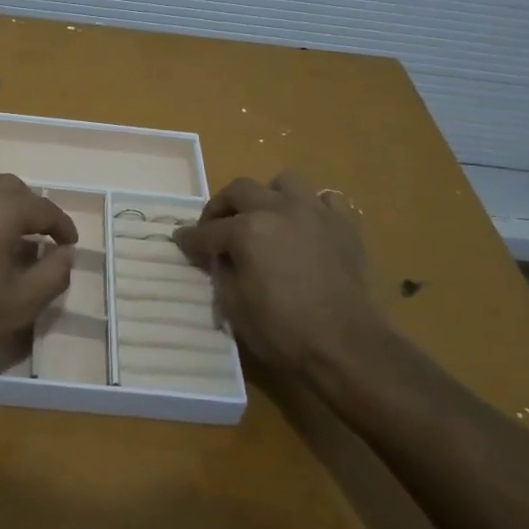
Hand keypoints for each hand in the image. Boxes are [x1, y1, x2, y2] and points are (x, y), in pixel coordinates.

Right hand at [173, 171, 397, 376]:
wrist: (347, 346)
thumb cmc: (284, 331)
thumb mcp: (235, 306)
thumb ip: (221, 271)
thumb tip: (218, 256)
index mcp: (248, 230)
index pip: (208, 231)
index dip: (191, 238)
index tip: (181, 240)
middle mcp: (279, 209)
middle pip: (240, 190)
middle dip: (221, 207)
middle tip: (216, 228)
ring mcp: (315, 212)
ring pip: (284, 182)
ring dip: (268, 196)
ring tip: (265, 218)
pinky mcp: (345, 225)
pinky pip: (325, 201)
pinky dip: (311, 209)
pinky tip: (306, 227)